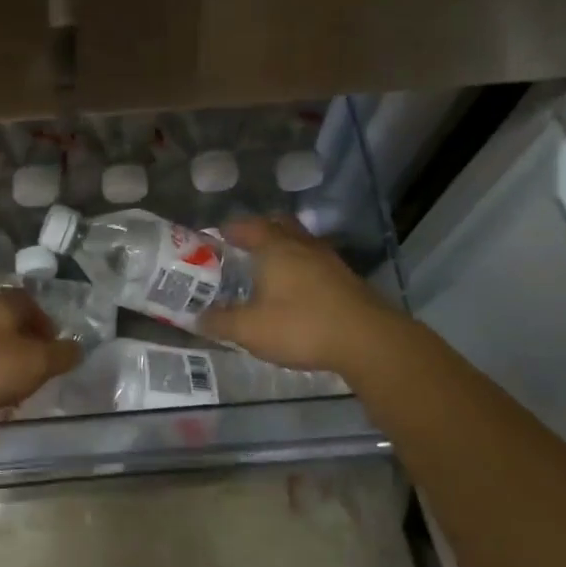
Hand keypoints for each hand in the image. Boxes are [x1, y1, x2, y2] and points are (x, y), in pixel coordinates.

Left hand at [0, 291, 82, 416]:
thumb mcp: (36, 364)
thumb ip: (61, 355)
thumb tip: (77, 347)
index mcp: (5, 303)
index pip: (32, 305)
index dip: (46, 326)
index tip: (52, 350)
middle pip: (8, 321)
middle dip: (23, 344)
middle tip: (33, 370)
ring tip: (6, 386)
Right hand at [198, 217, 406, 374]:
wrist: (369, 341)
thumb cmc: (302, 326)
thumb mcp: (250, 330)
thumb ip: (220, 322)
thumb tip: (196, 317)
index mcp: (275, 248)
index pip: (248, 225)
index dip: (230, 228)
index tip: (215, 236)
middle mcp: (303, 246)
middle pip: (279, 225)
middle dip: (260, 231)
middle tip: (242, 246)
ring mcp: (329, 261)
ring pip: (301, 243)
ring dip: (284, 250)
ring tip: (268, 269)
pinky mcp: (346, 280)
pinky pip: (316, 263)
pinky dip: (301, 269)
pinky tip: (296, 291)